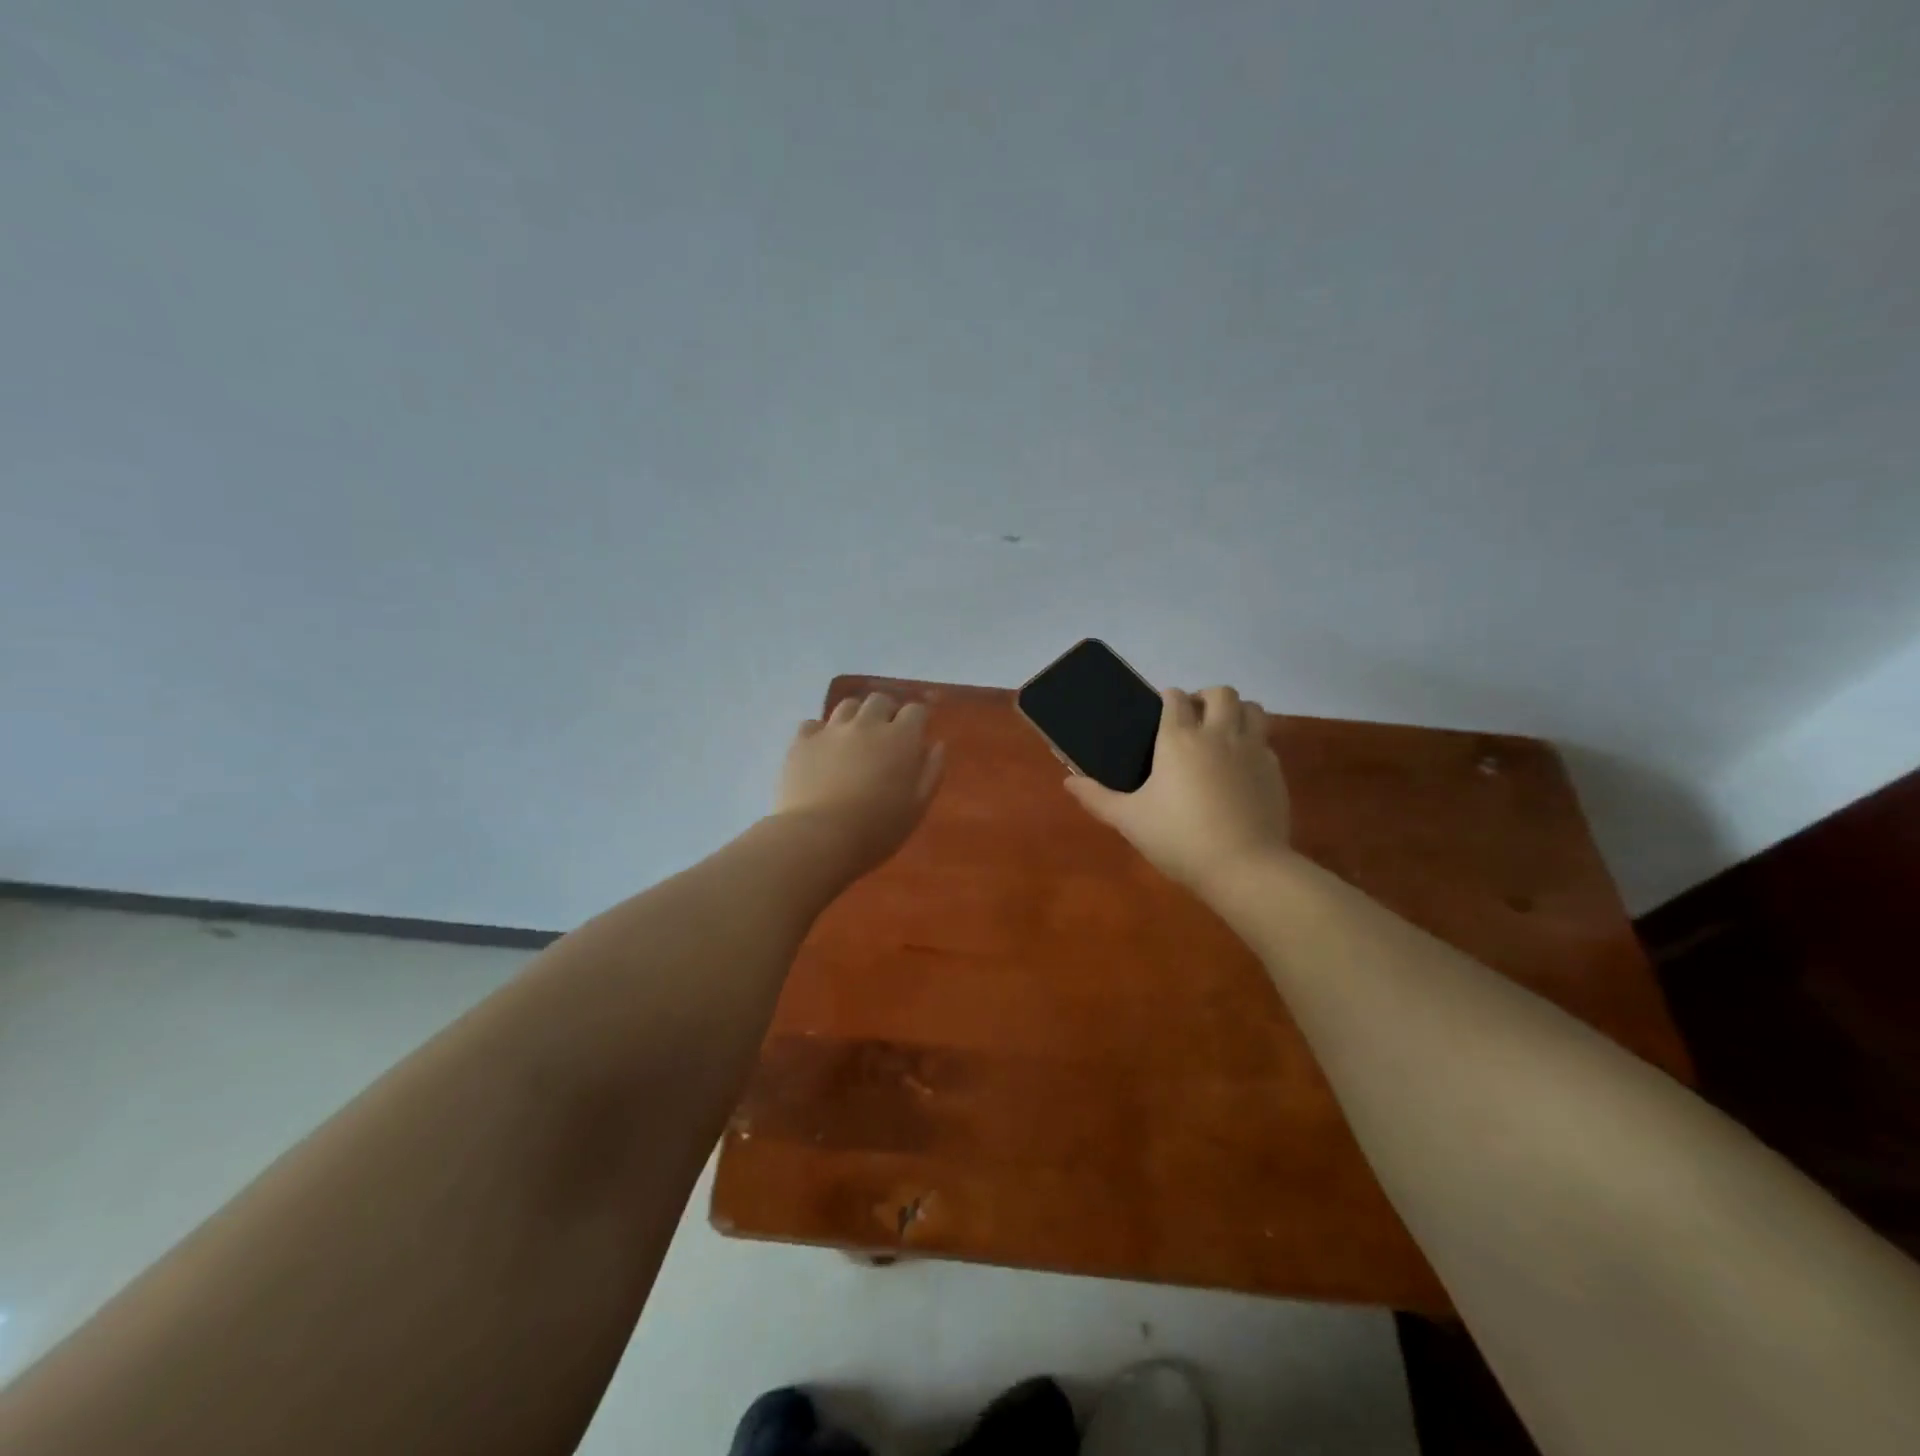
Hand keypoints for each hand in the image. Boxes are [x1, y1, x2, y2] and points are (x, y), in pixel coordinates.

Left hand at [774, 693, 944, 874]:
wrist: (819, 837)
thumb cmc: (877, 828)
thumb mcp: (917, 806)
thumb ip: (931, 771)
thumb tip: (935, 744)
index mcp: (900, 738)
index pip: (916, 710)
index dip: (918, 718)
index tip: (917, 731)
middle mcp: (866, 724)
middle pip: (880, 700)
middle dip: (887, 711)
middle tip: (886, 733)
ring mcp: (831, 730)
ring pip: (847, 706)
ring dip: (856, 716)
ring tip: (855, 737)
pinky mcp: (802, 742)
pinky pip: (813, 724)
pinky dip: (821, 732)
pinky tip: (822, 749)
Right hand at [1064, 685, 1291, 891]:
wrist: (1244, 868)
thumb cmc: (1178, 838)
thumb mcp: (1129, 820)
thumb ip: (1097, 798)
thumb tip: (1068, 782)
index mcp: (1178, 738)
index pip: (1175, 698)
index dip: (1167, 699)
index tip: (1160, 713)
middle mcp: (1218, 734)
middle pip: (1221, 693)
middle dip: (1206, 698)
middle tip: (1193, 721)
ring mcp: (1252, 750)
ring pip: (1252, 709)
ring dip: (1237, 712)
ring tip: (1222, 734)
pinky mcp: (1274, 771)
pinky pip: (1266, 742)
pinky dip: (1253, 744)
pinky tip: (1240, 768)